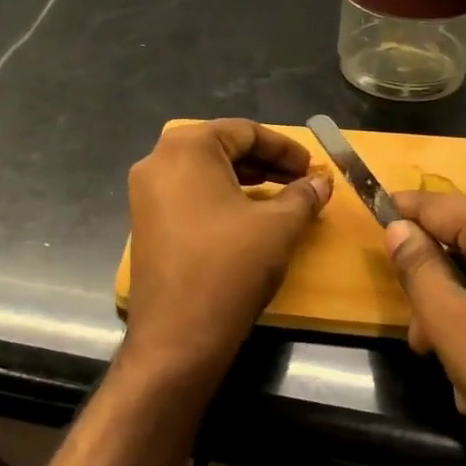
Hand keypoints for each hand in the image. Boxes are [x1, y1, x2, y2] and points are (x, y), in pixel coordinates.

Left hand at [123, 119, 331, 385]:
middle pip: (220, 147)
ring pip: (203, 172)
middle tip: (300, 180)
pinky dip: (220, 197)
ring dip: (244, 179)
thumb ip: (303, 195)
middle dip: (264, 162)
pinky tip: (246, 217)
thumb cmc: (230, 266)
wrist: (178, 334)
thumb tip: (321, 181)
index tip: (312, 167)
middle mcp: (157, 161)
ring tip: (280, 196)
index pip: (243, 131)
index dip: (284, 148)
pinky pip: (187, 195)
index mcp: (187, 148)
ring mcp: (145, 193)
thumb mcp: (278, 226)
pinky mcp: (144, 222)